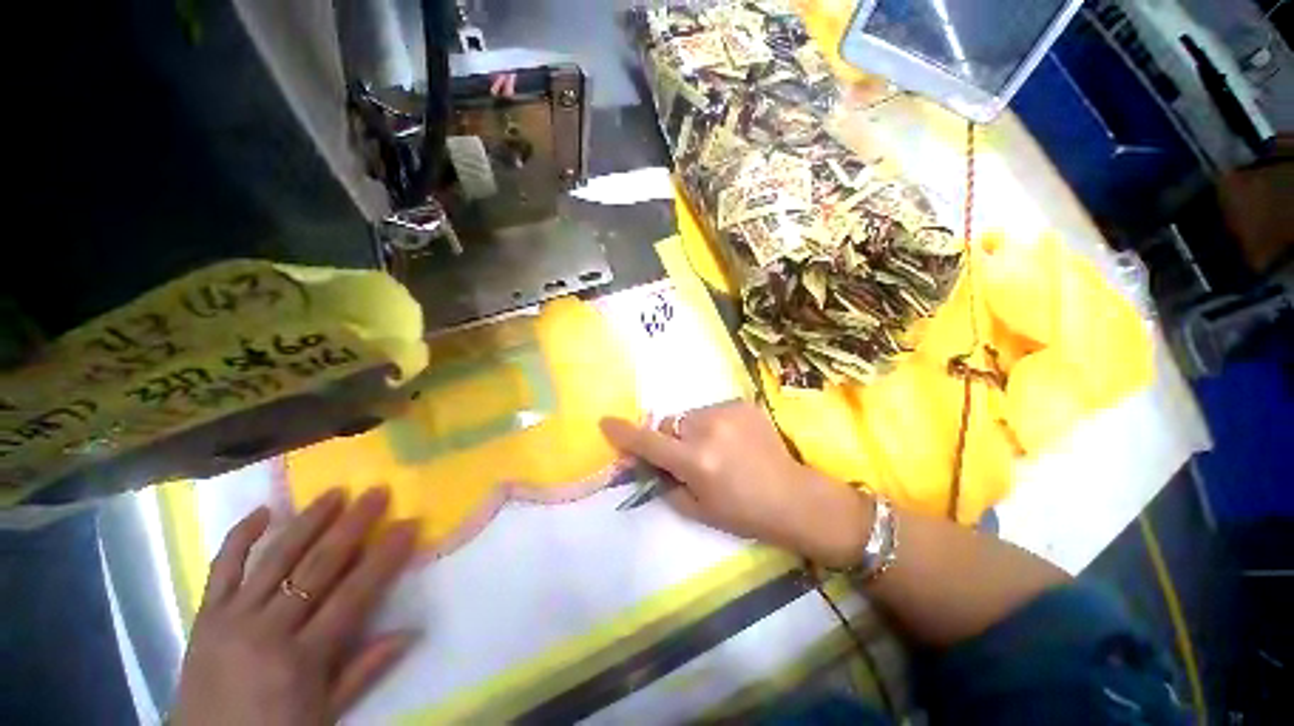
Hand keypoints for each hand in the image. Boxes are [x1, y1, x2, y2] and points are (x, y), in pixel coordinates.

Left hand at [174, 488, 419, 725]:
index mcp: (301, 658)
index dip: (384, 556)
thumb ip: (365, 670)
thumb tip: (412, 631)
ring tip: (335, 492)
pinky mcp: (205, 615)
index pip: (353, 594)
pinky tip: (263, 512)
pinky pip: (222, 569)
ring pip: (276, 559)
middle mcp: (267, 630)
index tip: (407, 524)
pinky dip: (240, 537)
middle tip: (377, 492)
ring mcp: (232, 619)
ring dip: (308, 521)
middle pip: (317, 567)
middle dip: (352, 525)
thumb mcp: (326, 714)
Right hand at [601, 402, 872, 567]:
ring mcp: (728, 412)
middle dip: (670, 439)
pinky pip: (713, 410)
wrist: (793, 497)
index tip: (606, 422)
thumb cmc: (743, 513)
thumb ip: (664, 482)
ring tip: (716, 449)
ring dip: (693, 430)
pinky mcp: (743, 404)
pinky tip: (734, 440)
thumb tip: (644, 462)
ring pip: (690, 415)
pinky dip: (714, 424)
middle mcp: (708, 430)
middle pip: (670, 424)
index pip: (649, 442)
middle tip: (688, 457)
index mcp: (696, 461)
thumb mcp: (696, 509)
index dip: (624, 433)